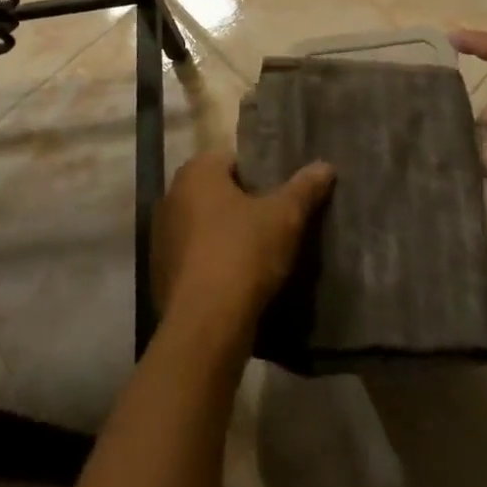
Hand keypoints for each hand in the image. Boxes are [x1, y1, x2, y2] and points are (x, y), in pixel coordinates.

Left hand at [153, 151, 334, 329]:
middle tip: (273, 224)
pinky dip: (211, 264)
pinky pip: (193, 258)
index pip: (232, 160)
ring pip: (203, 226)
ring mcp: (162, 236)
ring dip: (225, 235)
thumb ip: (304, 188)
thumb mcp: (285, 217)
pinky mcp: (161, 273)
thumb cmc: (243, 253)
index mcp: (197, 171)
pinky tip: (235, 282)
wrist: (206, 325)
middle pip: (217, 193)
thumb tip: (325, 166)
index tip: (279, 197)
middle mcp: (172, 195)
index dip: (259, 176)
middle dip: (241, 205)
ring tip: (258, 255)